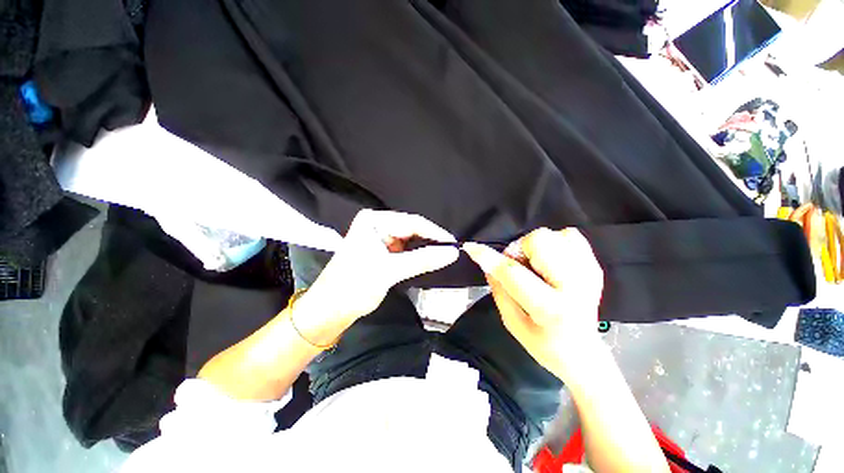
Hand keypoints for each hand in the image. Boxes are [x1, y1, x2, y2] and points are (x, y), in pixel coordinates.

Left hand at [293, 210, 458, 343]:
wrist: (330, 310)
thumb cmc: (354, 286)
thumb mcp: (389, 271)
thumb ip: (422, 260)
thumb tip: (452, 253)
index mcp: (374, 221)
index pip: (412, 222)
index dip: (434, 233)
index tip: (454, 245)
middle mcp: (377, 224)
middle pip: (411, 230)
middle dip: (430, 241)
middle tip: (451, 252)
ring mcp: (379, 237)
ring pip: (410, 240)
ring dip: (425, 249)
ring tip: (444, 256)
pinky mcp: (381, 250)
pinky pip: (404, 249)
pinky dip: (416, 256)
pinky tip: (429, 260)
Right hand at [463, 228, 603, 379]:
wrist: (584, 353)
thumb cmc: (543, 344)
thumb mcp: (512, 322)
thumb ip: (499, 289)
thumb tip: (486, 261)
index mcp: (551, 308)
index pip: (513, 273)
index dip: (489, 258)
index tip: (471, 248)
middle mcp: (575, 286)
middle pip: (540, 240)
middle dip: (519, 250)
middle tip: (519, 268)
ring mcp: (588, 273)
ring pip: (553, 234)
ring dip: (536, 248)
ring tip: (536, 267)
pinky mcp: (594, 266)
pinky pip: (569, 235)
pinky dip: (554, 244)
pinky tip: (551, 263)